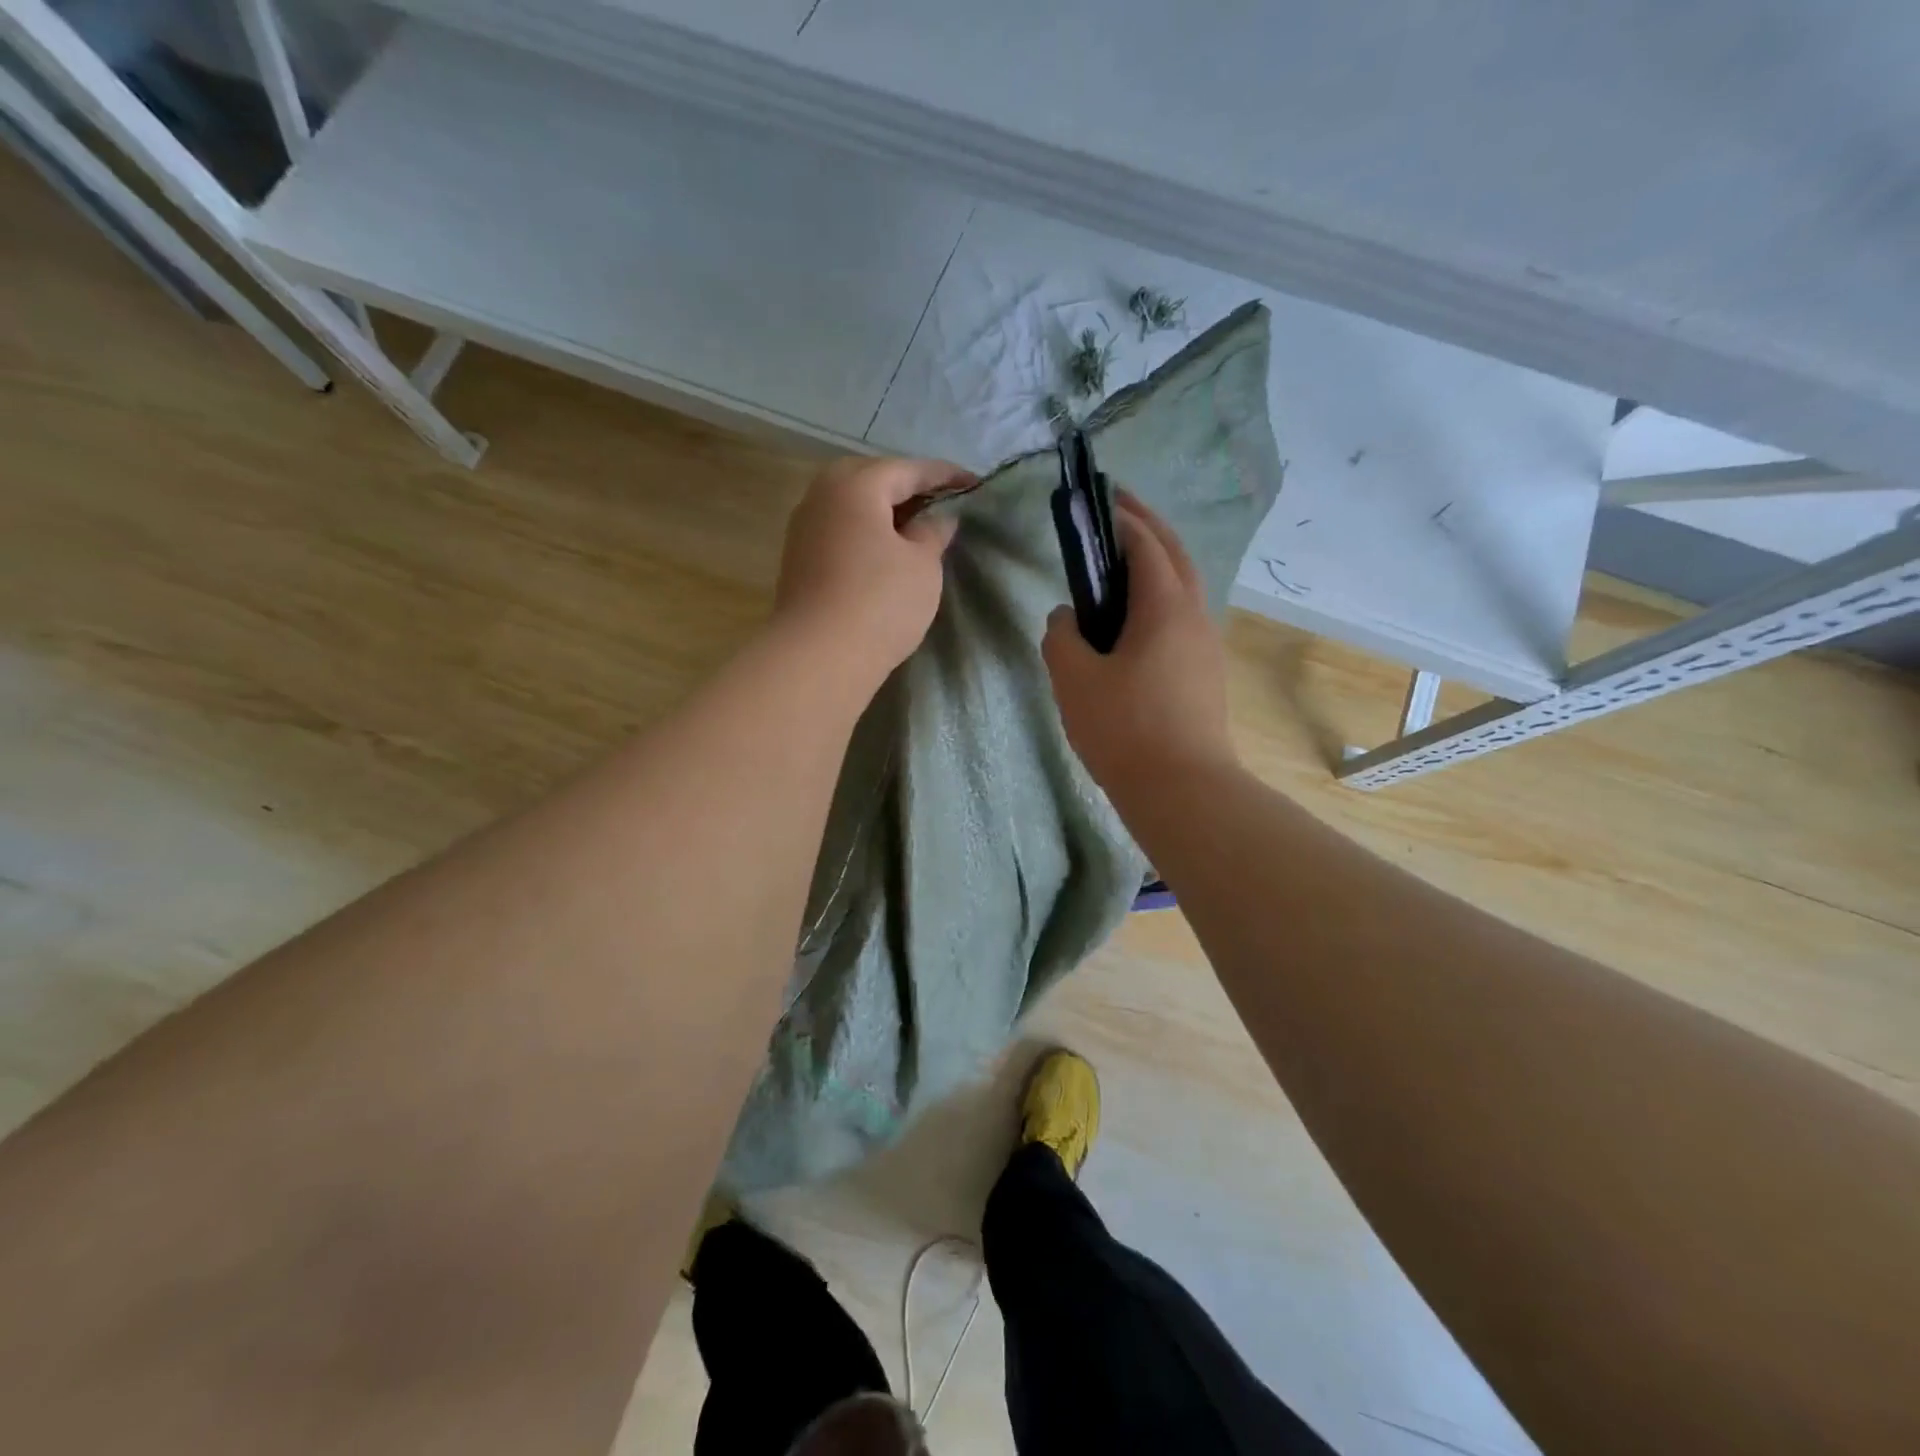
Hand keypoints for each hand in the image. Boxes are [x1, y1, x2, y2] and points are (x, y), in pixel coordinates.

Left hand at [773, 455, 973, 685]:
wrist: (819, 657)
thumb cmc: (880, 602)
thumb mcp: (922, 565)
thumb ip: (933, 532)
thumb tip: (936, 518)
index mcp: (856, 484)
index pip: (909, 469)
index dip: (946, 476)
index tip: (974, 484)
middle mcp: (822, 495)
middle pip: (874, 481)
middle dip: (910, 490)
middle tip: (943, 505)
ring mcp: (804, 528)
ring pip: (854, 508)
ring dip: (886, 514)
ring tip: (918, 530)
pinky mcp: (799, 560)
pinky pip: (841, 532)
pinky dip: (866, 535)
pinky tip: (886, 553)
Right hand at [1042, 491, 1235, 793]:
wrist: (1182, 789)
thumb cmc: (1125, 728)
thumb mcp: (1075, 679)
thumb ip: (1062, 636)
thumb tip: (1067, 617)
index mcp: (1165, 606)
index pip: (1144, 542)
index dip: (1120, 516)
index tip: (1096, 499)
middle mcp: (1195, 615)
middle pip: (1174, 554)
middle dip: (1146, 526)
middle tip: (1114, 510)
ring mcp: (1206, 645)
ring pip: (1183, 586)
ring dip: (1157, 562)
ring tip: (1120, 562)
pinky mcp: (1205, 672)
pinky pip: (1182, 616)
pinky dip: (1160, 597)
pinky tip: (1134, 618)